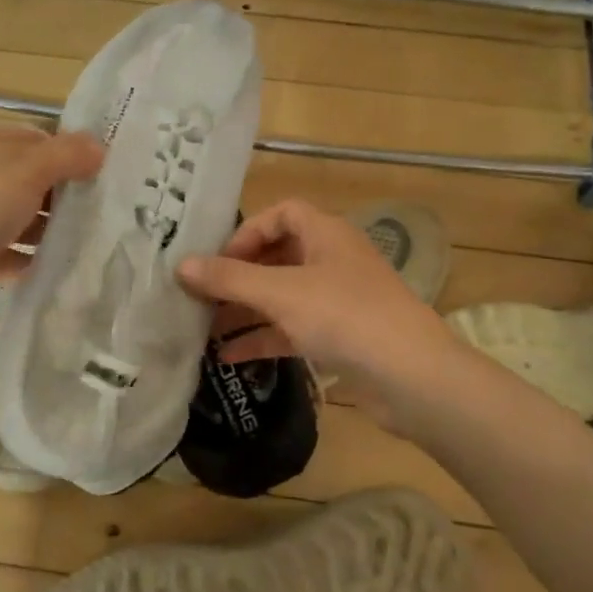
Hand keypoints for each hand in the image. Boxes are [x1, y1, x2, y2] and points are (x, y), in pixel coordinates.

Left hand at [0, 126, 103, 319]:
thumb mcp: (25, 173)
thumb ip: (65, 156)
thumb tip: (99, 145)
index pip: (44, 141)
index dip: (77, 154)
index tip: (115, 175)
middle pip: (38, 182)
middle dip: (71, 196)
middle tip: (117, 213)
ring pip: (27, 220)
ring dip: (55, 231)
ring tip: (100, 244)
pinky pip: (13, 255)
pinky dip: (34, 261)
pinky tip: (65, 270)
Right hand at [177, 199, 454, 423]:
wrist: (412, 377)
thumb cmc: (345, 316)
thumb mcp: (280, 293)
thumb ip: (229, 279)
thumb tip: (180, 266)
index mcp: (326, 234)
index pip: (282, 214)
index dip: (247, 232)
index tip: (218, 261)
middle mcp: (333, 260)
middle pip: (278, 256)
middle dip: (239, 276)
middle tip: (201, 296)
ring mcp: (339, 300)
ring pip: (283, 296)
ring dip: (246, 310)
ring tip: (204, 328)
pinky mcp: (341, 337)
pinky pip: (293, 329)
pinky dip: (264, 338)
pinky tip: (230, 357)